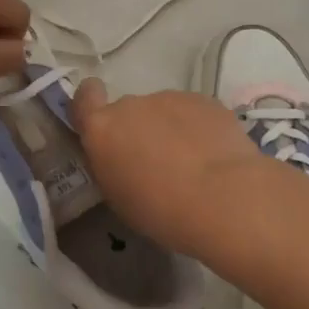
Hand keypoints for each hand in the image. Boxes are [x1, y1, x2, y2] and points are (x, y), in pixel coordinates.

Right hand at [72, 78, 266, 259]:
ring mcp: (169, 98)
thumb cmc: (161, 211)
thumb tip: (122, 155)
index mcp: (102, 130)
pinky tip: (215, 156)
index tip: (101, 118)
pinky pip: (193, 112)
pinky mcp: (204, 100)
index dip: (90, 102)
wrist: (224, 199)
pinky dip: (198, 128)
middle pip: (128, 111)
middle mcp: (130, 105)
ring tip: (193, 165)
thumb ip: (112, 164)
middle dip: (138, 130)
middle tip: (157, 164)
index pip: (84, 97)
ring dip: (170, 130)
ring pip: (163, 111)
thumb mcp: (119, 196)